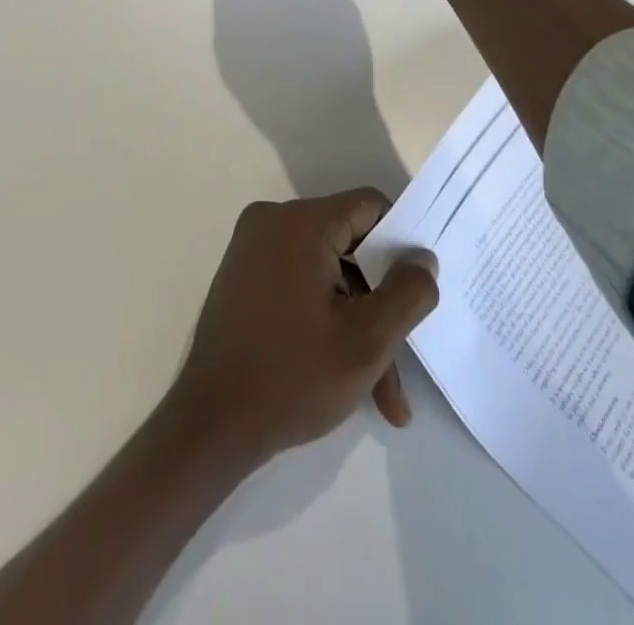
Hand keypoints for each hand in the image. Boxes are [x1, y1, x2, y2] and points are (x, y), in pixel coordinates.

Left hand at [170, 191, 439, 465]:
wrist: (209, 426)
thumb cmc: (292, 378)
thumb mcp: (367, 340)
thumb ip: (407, 293)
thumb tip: (424, 258)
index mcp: (301, 222)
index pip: (369, 207)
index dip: (399, 244)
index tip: (416, 289)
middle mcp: (273, 220)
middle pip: (349, 245)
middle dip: (379, 302)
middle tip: (402, 358)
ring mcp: (253, 248)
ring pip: (327, 272)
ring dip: (357, 322)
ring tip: (381, 393)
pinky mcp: (243, 275)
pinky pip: (300, 282)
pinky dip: (325, 318)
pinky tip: (348, 378)